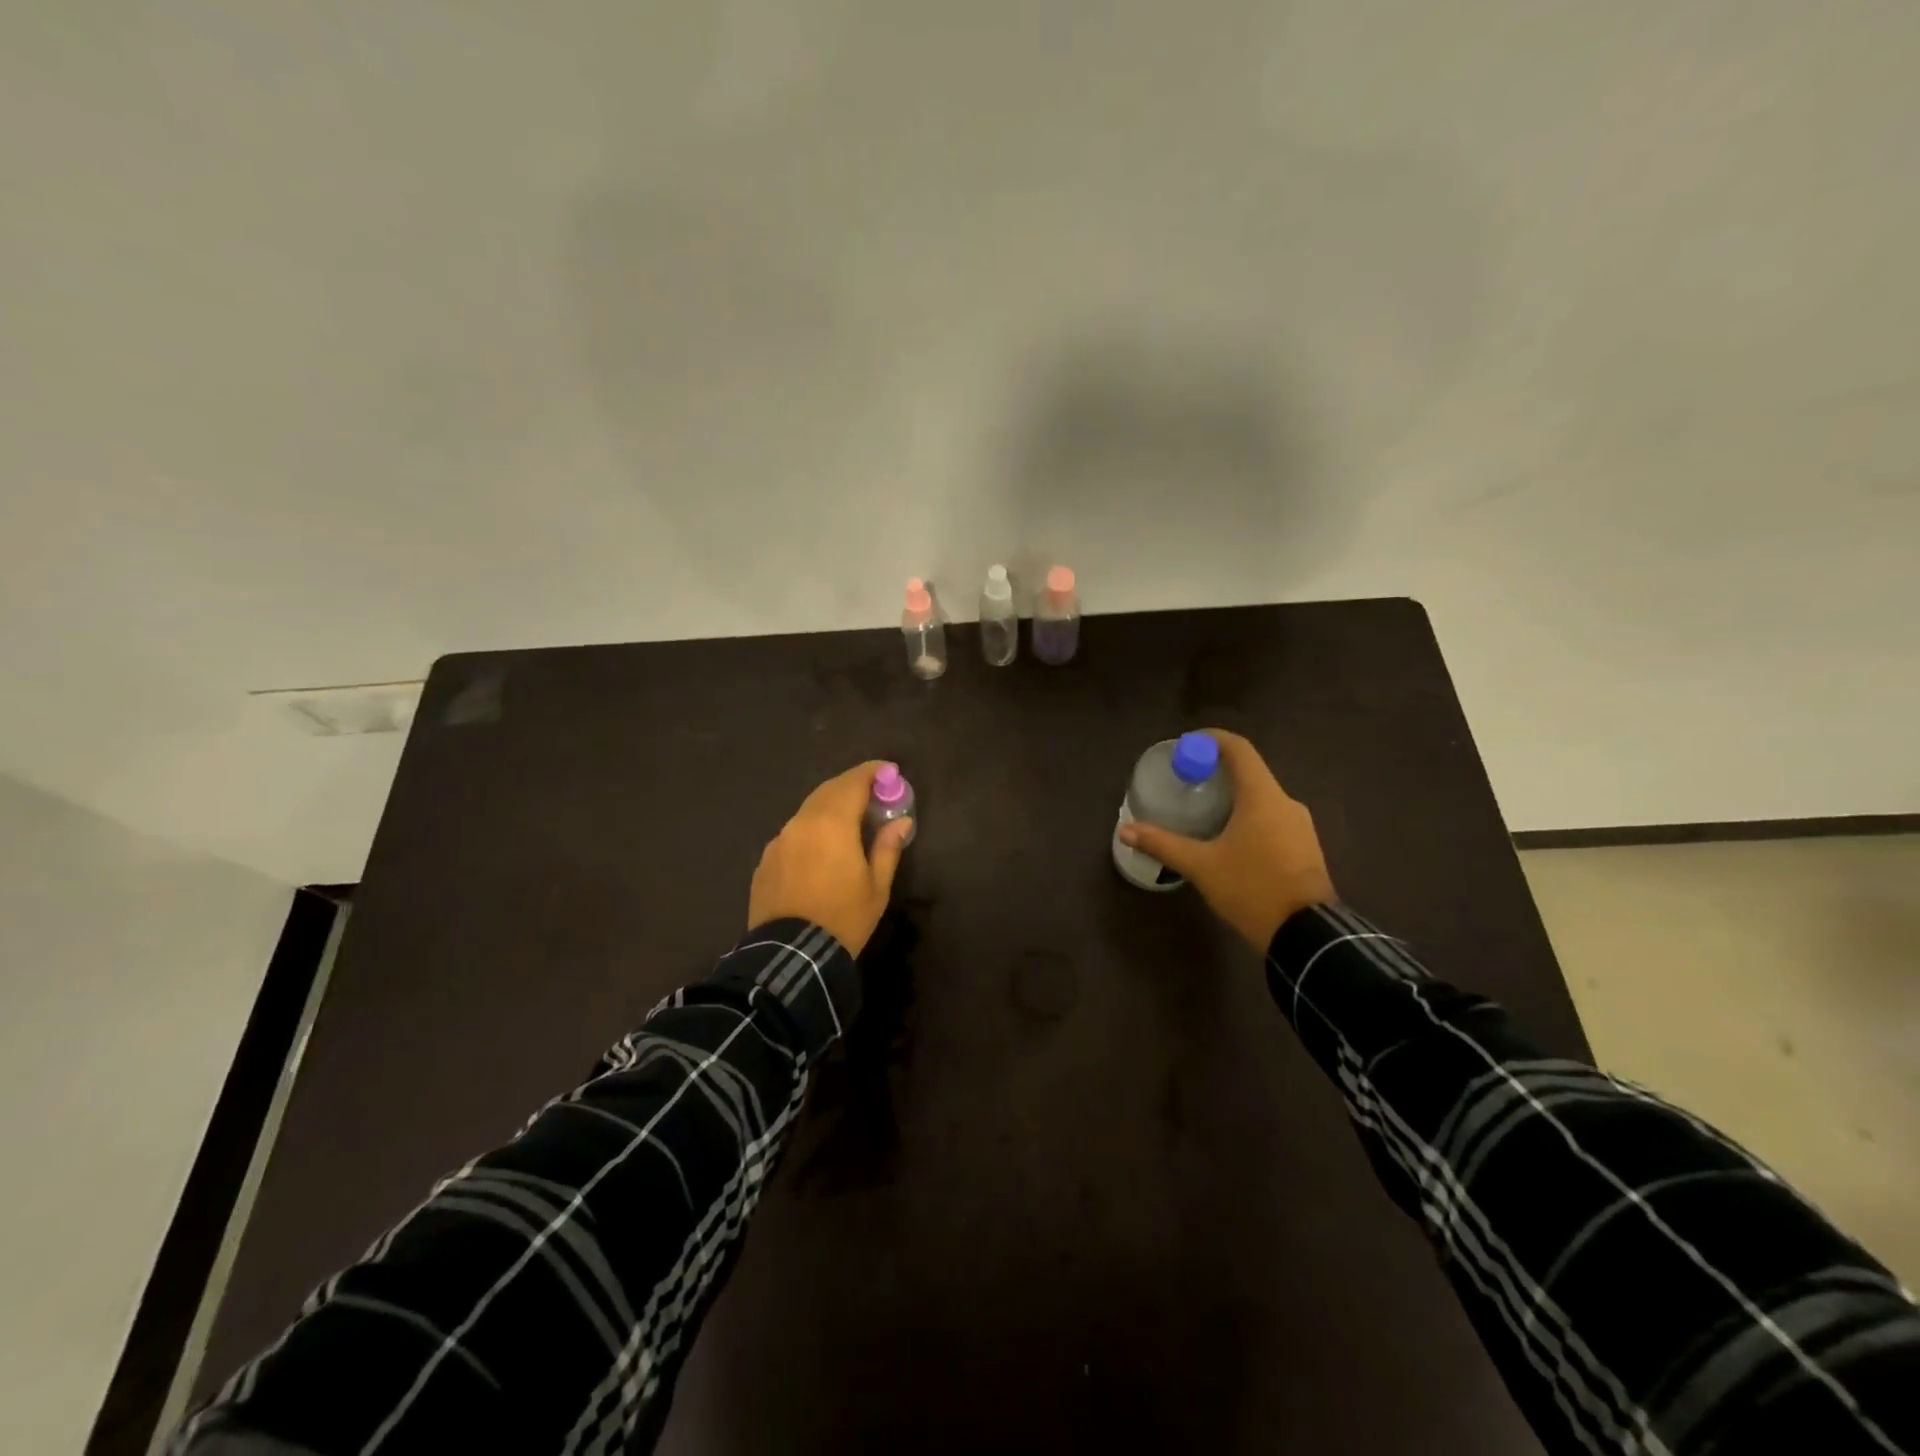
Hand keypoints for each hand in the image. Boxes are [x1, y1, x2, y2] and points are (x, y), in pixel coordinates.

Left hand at [748, 761, 910, 955]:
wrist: (790, 956)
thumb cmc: (843, 918)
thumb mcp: (876, 887)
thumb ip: (887, 847)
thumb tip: (902, 822)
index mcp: (832, 824)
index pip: (853, 783)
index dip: (872, 773)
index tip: (888, 770)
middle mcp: (802, 823)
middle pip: (828, 791)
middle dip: (850, 786)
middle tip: (872, 792)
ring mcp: (779, 841)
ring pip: (807, 811)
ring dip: (829, 807)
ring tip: (849, 819)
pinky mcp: (765, 860)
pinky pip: (793, 833)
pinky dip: (811, 829)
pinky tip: (821, 849)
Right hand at [1117, 730, 1335, 951]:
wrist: (1307, 935)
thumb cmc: (1251, 889)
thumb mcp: (1201, 866)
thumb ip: (1163, 844)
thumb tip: (1125, 829)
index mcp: (1262, 797)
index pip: (1239, 749)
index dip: (1212, 739)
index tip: (1187, 744)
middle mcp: (1285, 802)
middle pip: (1250, 773)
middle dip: (1217, 772)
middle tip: (1187, 782)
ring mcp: (1300, 825)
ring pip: (1262, 798)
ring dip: (1234, 797)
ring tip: (1203, 811)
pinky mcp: (1306, 847)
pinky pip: (1273, 818)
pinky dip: (1249, 817)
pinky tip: (1230, 838)